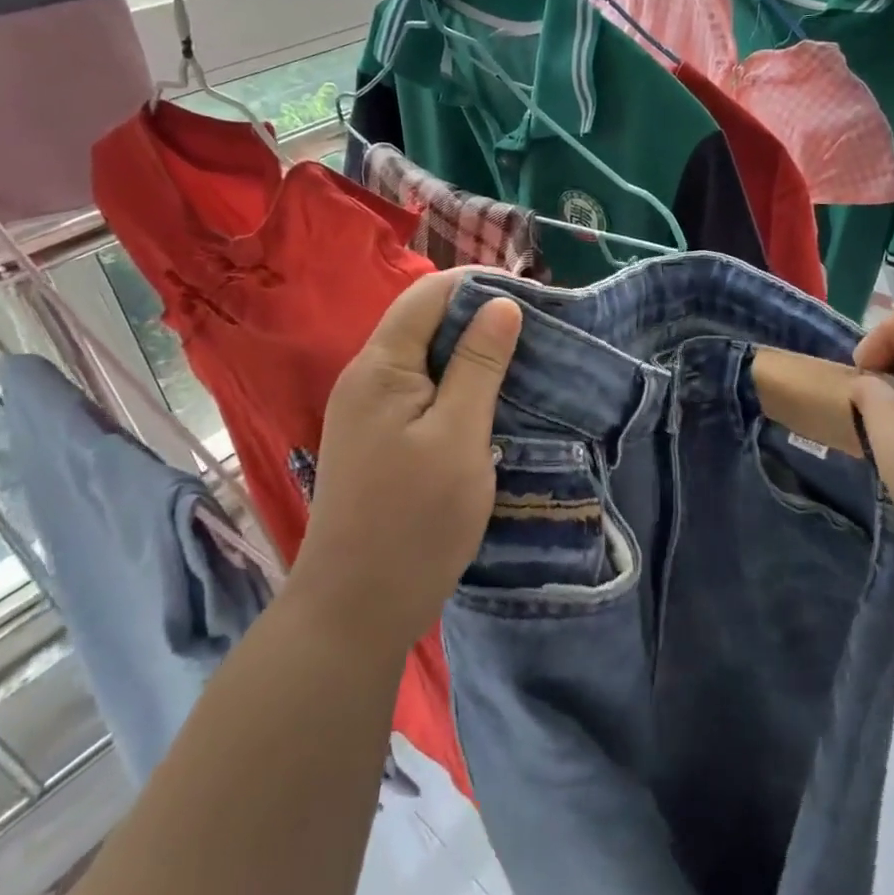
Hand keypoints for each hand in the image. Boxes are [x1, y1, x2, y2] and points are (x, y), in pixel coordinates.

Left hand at [289, 269, 523, 654]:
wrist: (356, 608)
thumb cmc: (414, 519)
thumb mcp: (459, 435)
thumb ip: (479, 365)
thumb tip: (502, 304)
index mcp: (380, 367)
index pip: (429, 294)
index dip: (480, 286)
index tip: (533, 299)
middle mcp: (366, 378)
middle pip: (425, 322)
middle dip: (480, 319)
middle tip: (538, 334)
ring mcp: (368, 410)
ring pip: (426, 358)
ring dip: (472, 355)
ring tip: (524, 363)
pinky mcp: (378, 438)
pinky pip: (421, 391)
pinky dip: (457, 386)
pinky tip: (491, 402)